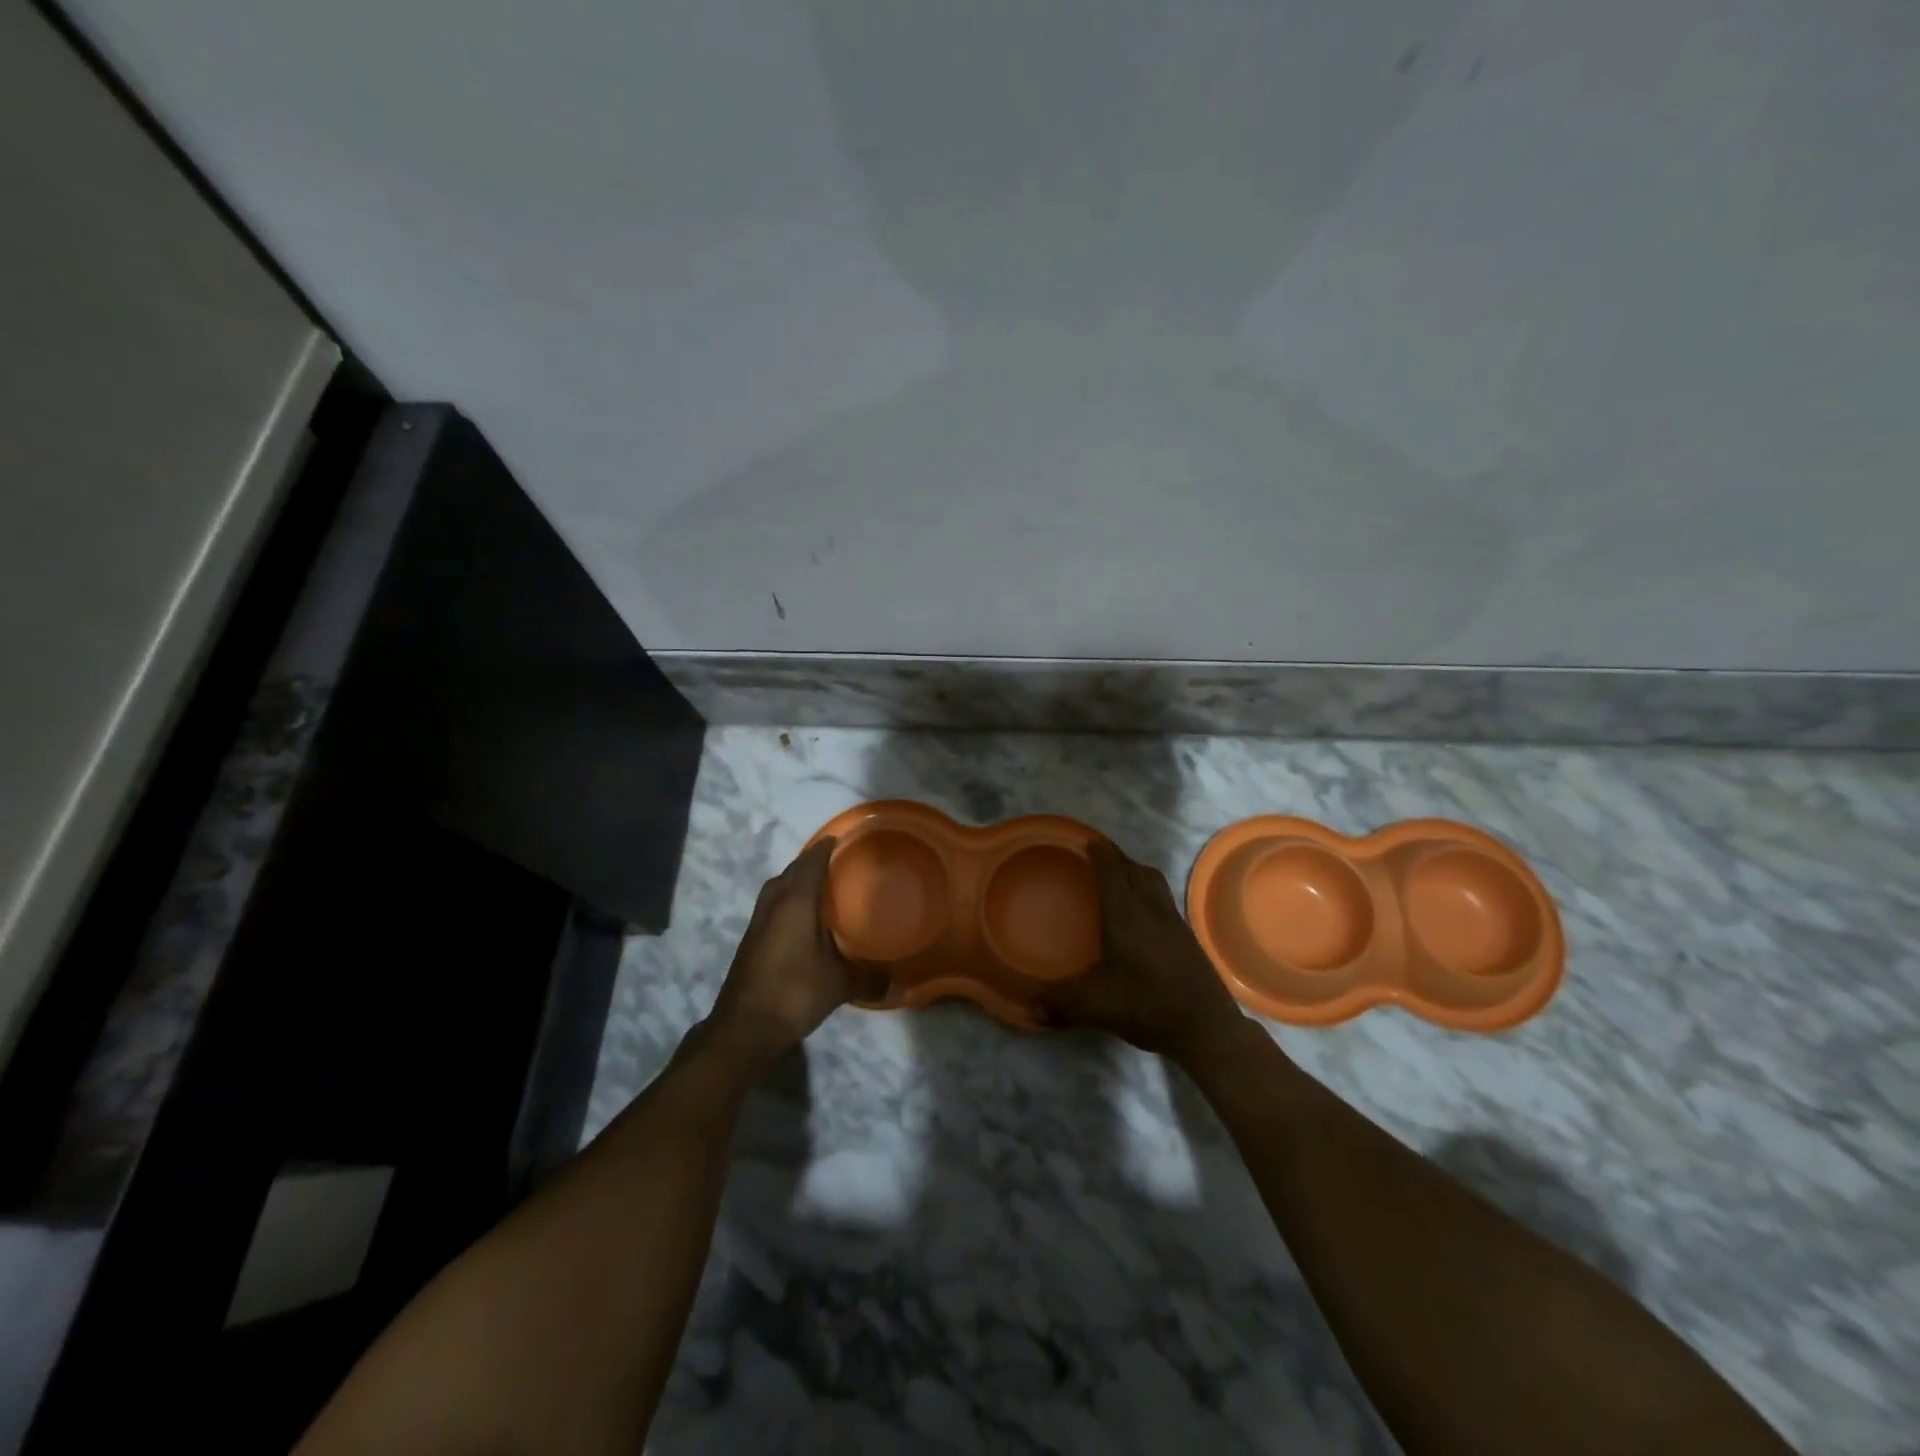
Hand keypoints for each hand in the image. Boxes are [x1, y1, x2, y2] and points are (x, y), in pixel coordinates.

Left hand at [707, 839, 883, 1056]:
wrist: (744, 1027)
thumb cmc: (794, 993)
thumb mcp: (838, 985)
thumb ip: (869, 978)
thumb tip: (898, 983)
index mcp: (796, 902)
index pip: (811, 862)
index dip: (826, 848)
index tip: (844, 839)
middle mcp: (774, 904)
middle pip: (792, 871)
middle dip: (812, 862)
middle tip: (839, 863)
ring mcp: (758, 922)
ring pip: (778, 888)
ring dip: (796, 881)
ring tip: (822, 888)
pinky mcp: (752, 940)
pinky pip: (772, 906)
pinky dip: (788, 901)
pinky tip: (804, 920)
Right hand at [1036, 839, 1247, 1062]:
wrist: (1205, 1028)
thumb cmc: (1145, 1006)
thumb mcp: (1094, 1005)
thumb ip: (1058, 1001)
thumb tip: (1026, 1006)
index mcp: (1125, 915)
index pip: (1112, 872)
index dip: (1101, 854)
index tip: (1089, 841)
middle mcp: (1151, 910)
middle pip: (1135, 871)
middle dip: (1117, 858)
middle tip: (1100, 855)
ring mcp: (1174, 922)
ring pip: (1155, 882)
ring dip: (1137, 871)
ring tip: (1123, 875)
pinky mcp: (1188, 938)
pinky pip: (1165, 899)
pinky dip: (1151, 892)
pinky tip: (1146, 912)